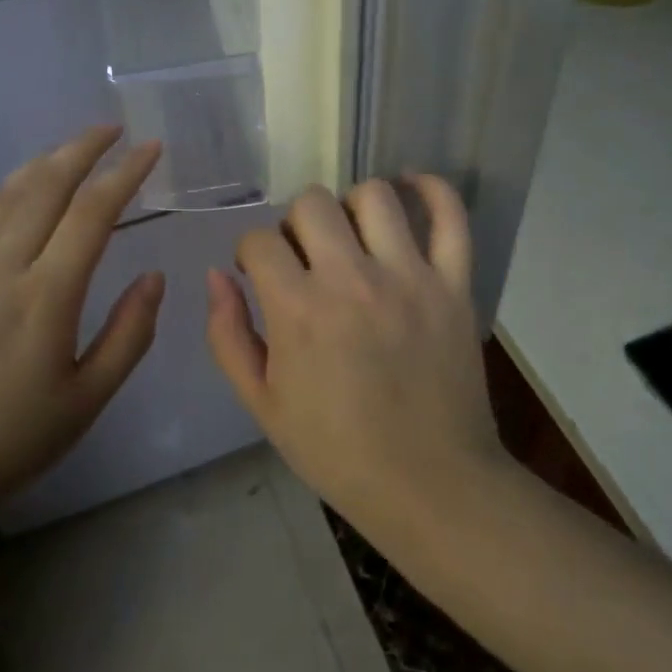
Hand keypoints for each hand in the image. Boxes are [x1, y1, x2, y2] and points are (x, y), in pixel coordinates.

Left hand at [0, 127, 163, 538]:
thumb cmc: (9, 444)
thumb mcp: (87, 401)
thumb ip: (128, 334)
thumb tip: (153, 277)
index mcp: (46, 296)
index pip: (93, 213)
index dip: (125, 174)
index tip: (150, 148)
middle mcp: (0, 270)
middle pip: (44, 188)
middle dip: (81, 149)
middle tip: (111, 129)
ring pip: (2, 200)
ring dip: (39, 166)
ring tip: (67, 152)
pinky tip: (1, 199)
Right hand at [204, 177, 510, 543]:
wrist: (428, 484)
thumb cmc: (337, 450)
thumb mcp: (263, 404)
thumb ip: (228, 335)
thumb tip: (217, 276)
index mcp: (299, 311)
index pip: (260, 240)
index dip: (252, 252)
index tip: (261, 273)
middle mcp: (352, 279)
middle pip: (311, 202)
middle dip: (295, 223)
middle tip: (305, 256)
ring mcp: (409, 277)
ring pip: (373, 196)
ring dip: (350, 206)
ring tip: (352, 235)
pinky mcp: (454, 284)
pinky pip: (450, 215)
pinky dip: (430, 189)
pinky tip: (409, 187)